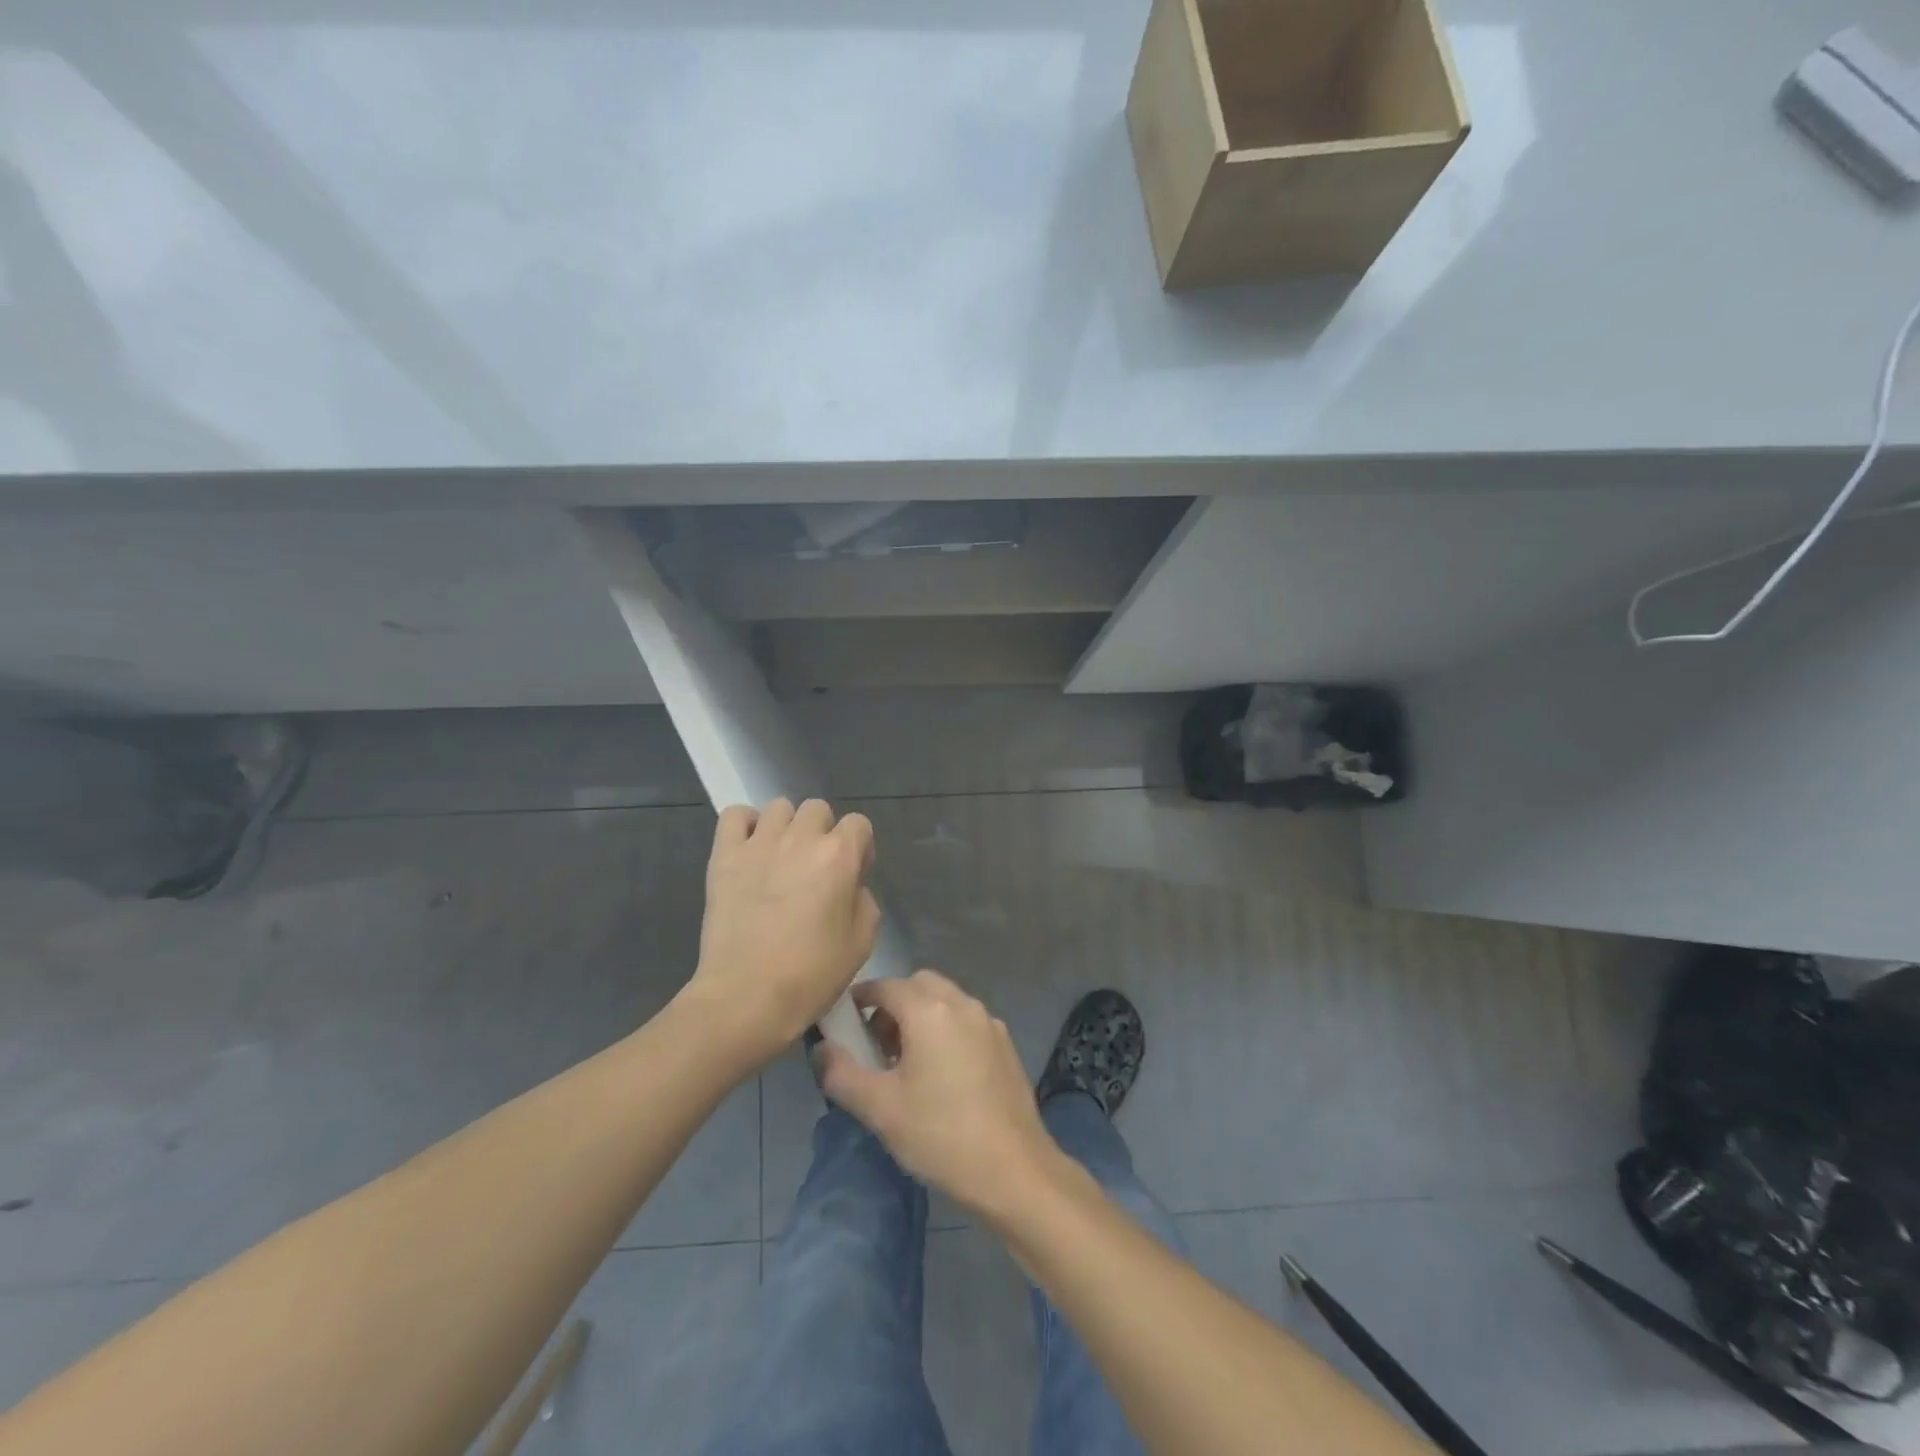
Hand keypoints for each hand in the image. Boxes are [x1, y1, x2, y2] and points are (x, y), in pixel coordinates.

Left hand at [683, 798, 880, 1068]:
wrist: (746, 997)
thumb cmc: (811, 975)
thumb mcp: (862, 942)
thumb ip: (863, 900)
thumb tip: (849, 886)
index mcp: (839, 856)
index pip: (859, 824)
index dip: (859, 849)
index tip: (851, 877)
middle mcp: (801, 838)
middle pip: (818, 809)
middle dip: (823, 833)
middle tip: (815, 869)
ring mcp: (759, 843)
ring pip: (780, 807)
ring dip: (787, 827)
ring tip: (781, 859)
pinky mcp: (725, 856)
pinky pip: (735, 815)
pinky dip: (745, 825)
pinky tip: (750, 850)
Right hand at [816, 971, 1062, 1218]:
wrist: (1013, 1169)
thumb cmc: (940, 1134)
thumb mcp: (879, 1108)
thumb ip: (841, 1073)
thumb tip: (821, 1049)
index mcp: (929, 1010)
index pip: (885, 986)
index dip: (860, 999)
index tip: (845, 1024)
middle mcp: (962, 1004)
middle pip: (919, 985)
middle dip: (894, 1005)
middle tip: (878, 1046)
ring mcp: (989, 1022)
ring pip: (946, 1001)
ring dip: (921, 1016)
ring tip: (907, 1064)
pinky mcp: (1005, 1044)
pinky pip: (966, 1021)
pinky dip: (947, 1030)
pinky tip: (942, 1076)